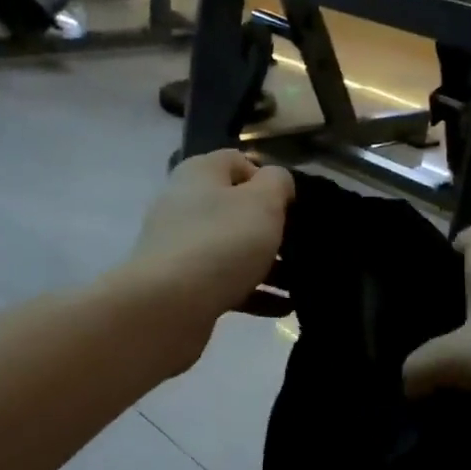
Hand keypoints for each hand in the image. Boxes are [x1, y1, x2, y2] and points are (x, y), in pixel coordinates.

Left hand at [123, 149, 294, 358]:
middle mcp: (184, 205)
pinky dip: (254, 293)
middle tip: (301, 245)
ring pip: (233, 249)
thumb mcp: (263, 201)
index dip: (268, 179)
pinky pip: (226, 283)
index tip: (292, 205)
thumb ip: (277, 183)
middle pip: (236, 209)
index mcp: (200, 174)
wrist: (169, 305)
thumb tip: (276, 182)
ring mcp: (180, 247)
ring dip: (268, 265)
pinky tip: (283, 307)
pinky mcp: (182, 285)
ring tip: (300, 282)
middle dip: (271, 228)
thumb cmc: (222, 241)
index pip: (237, 162)